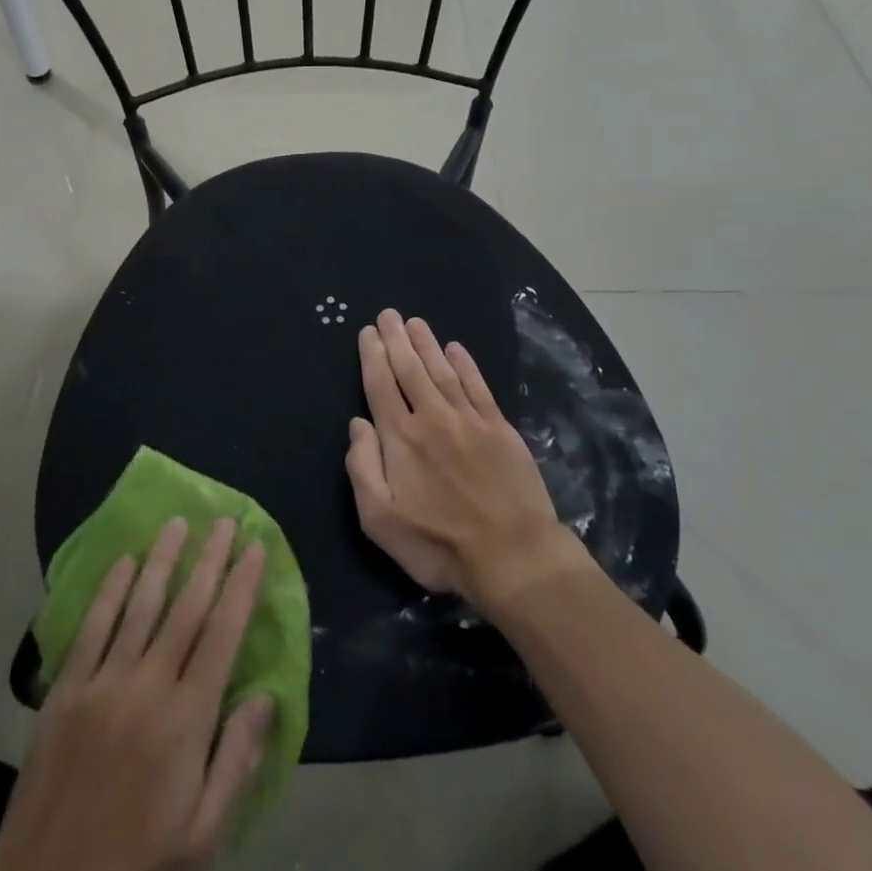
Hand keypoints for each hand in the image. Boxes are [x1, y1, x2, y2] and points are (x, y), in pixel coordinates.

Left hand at [0, 519, 273, 870]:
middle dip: (210, 560)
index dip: (242, 587)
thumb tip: (265, 697)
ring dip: (162, 560)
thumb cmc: (135, 868)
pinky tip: (124, 560)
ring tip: (178, 524)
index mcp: (186, 721)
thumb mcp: (202, 837)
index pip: (223, 635)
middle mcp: (148, 686)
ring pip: (140, 605)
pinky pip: (93, 626)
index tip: (255, 548)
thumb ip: (236, 762)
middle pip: (186, 608)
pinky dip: (110, 589)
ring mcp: (103, 682)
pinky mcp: (66, 688)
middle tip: (224, 521)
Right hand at [345, 309, 588, 615]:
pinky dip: (465, 365)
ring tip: (415, 322)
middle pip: (410, 369)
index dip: (373, 356)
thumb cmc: (438, 545)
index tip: (368, 332)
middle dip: (396, 339)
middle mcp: (432, 417)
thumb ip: (362, 467)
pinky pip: (478, 386)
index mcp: (400, 438)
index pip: (380, 385)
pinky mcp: (500, 428)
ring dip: (427, 344)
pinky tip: (456, 349)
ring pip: (442, 371)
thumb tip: (357, 424)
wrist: (513, 556)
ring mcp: (469, 419)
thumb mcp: (380, 520)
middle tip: (388, 314)